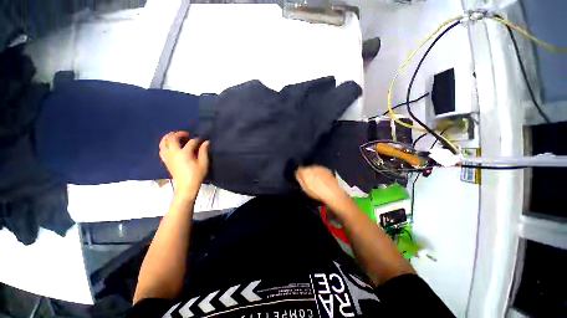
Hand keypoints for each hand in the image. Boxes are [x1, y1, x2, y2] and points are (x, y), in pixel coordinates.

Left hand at [159, 132, 209, 199]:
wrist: (186, 186)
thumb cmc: (196, 175)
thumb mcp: (203, 163)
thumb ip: (204, 151)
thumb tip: (206, 142)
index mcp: (185, 153)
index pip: (191, 142)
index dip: (197, 139)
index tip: (202, 140)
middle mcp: (174, 153)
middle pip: (172, 138)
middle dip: (179, 134)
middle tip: (186, 134)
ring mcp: (168, 156)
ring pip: (163, 142)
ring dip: (168, 137)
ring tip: (175, 136)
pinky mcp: (166, 160)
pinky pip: (161, 149)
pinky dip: (164, 144)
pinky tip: (169, 145)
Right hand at [295, 166, 349, 206]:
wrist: (333, 192)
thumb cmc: (317, 193)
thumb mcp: (305, 189)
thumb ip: (300, 181)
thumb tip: (298, 176)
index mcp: (305, 172)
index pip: (298, 170)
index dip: (298, 175)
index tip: (300, 179)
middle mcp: (311, 167)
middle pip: (305, 169)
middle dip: (306, 173)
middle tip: (308, 180)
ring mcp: (319, 167)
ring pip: (312, 168)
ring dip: (312, 172)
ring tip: (316, 180)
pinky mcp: (325, 169)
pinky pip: (319, 170)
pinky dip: (319, 173)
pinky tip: (322, 179)